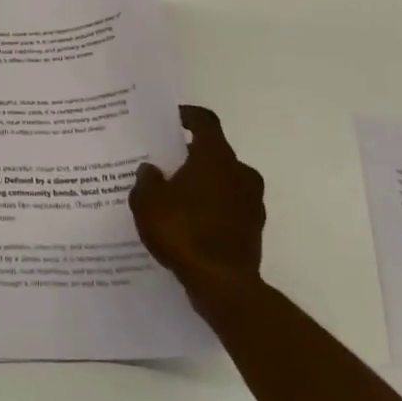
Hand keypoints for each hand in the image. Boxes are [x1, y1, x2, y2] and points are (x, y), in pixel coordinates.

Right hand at [130, 104, 265, 300]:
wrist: (222, 284)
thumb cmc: (182, 231)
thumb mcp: (147, 201)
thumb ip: (147, 180)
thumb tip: (152, 170)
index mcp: (215, 158)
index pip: (206, 122)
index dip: (188, 116)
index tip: (172, 118)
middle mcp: (240, 173)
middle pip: (215, 153)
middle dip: (192, 155)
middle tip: (167, 163)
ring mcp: (252, 203)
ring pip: (224, 181)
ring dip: (204, 183)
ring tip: (175, 196)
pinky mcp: (254, 229)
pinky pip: (229, 207)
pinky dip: (212, 208)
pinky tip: (189, 222)